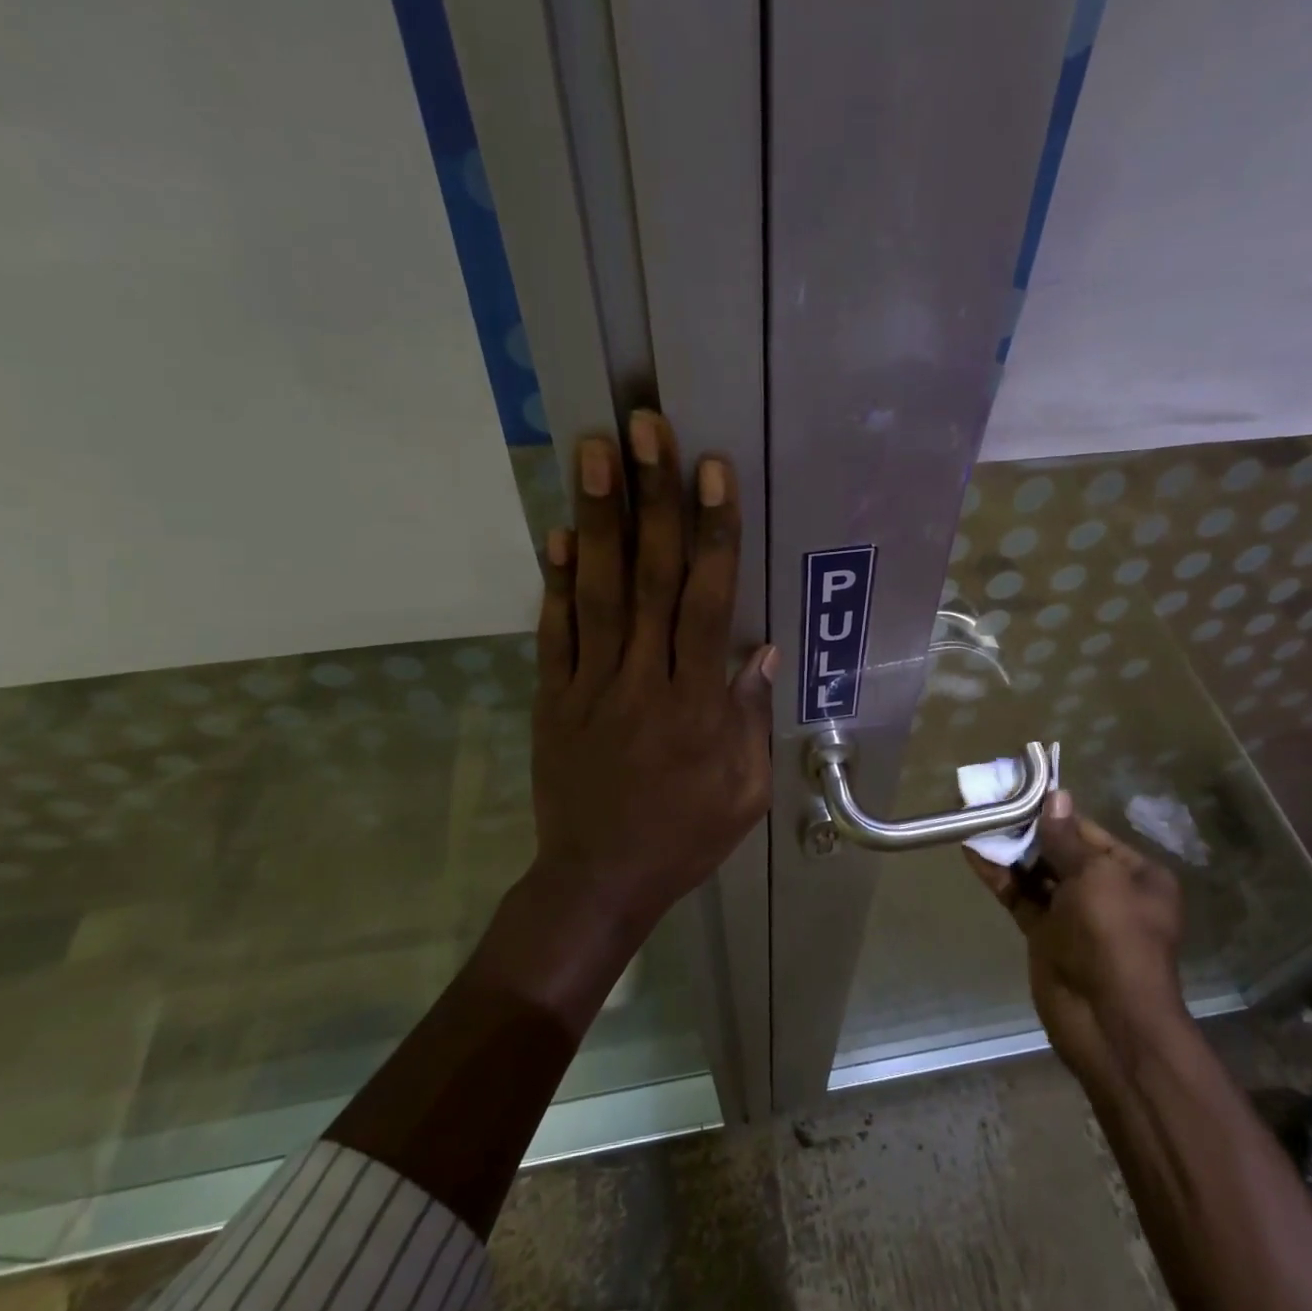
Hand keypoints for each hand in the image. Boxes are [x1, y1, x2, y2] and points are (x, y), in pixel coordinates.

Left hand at [530, 411, 774, 928]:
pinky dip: (554, 581)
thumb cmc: (684, 838)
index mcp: (697, 706)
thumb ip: (749, 719)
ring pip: (597, 592)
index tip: (711, 471)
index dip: (712, 534)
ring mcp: (590, 686)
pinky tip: (554, 532)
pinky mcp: (553, 698)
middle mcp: (643, 682)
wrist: (598, 882)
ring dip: (597, 519)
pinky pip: (555, 633)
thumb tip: (758, 650)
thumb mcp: (745, 792)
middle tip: (646, 428)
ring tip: (595, 452)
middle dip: (652, 499)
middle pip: (650, 578)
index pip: (707, 604)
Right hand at [967, 790, 1188, 1088]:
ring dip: (1009, 849)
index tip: (1019, 788)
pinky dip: (1000, 876)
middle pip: (1060, 850)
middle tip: (990, 801)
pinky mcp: (1046, 935)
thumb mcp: (1095, 877)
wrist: (1107, 1020)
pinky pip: (1021, 897)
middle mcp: (1106, 891)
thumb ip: (1066, 838)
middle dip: (1027, 829)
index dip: (1054, 812)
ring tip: (976, 818)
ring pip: (1036, 873)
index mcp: (1134, 875)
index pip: (1088, 831)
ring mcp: (1074, 915)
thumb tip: (1055, 797)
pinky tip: (974, 852)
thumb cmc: (1113, 936)